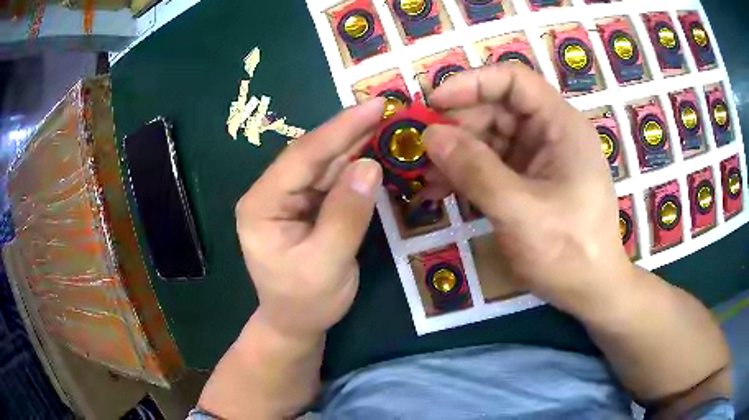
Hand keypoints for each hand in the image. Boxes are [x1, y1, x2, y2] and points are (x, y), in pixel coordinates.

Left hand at [234, 99, 383, 338]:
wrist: (296, 323)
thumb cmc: (306, 301)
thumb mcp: (327, 264)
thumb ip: (346, 215)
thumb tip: (370, 165)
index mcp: (261, 205)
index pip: (301, 158)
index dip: (339, 130)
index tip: (373, 106)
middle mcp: (271, 193)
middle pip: (312, 154)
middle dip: (349, 130)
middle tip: (386, 106)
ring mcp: (288, 197)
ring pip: (324, 162)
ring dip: (355, 142)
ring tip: (387, 121)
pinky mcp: (305, 204)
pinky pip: (332, 178)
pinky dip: (355, 164)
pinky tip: (376, 148)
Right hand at [423, 64, 634, 314]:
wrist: (590, 289)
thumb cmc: (569, 250)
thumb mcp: (521, 211)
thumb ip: (476, 170)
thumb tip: (430, 135)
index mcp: (561, 125)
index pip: (514, 81)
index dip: (472, 83)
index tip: (433, 102)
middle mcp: (549, 133)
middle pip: (496, 109)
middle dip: (456, 126)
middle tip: (421, 150)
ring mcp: (537, 158)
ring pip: (488, 138)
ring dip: (455, 153)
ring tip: (424, 177)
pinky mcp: (527, 181)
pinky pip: (490, 165)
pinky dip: (465, 174)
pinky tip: (439, 190)